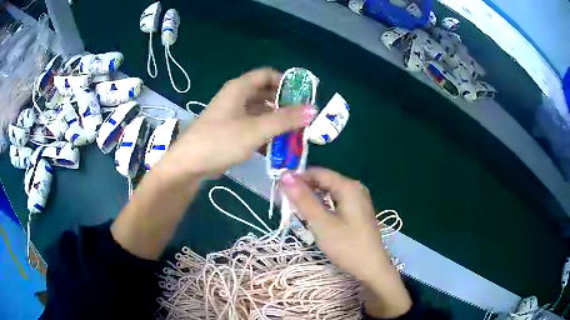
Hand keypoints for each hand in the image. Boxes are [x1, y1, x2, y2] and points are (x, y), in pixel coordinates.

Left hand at [160, 68, 316, 177]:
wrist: (189, 164)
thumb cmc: (220, 141)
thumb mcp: (255, 129)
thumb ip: (284, 119)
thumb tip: (313, 109)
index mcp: (239, 88)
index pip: (267, 74)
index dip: (286, 82)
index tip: (303, 97)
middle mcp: (236, 97)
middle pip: (265, 93)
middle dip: (285, 104)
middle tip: (303, 118)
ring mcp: (232, 114)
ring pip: (260, 111)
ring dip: (277, 120)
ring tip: (295, 133)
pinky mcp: (230, 130)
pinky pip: (253, 125)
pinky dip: (266, 132)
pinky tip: (278, 144)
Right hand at [281, 168, 411, 317]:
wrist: (371, 268)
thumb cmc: (347, 246)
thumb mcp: (322, 223)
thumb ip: (303, 199)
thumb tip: (285, 175)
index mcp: (348, 186)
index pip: (318, 172)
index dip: (297, 178)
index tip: (279, 190)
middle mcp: (355, 188)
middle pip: (324, 181)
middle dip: (304, 189)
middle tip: (286, 204)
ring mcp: (358, 200)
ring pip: (329, 192)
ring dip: (312, 199)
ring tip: (296, 211)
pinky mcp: (357, 212)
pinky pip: (336, 202)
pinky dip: (322, 206)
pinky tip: (314, 217)